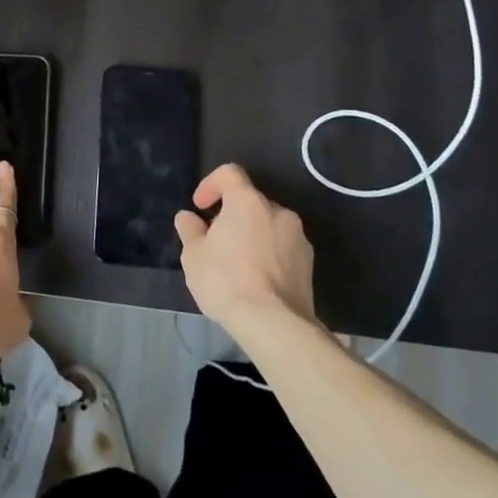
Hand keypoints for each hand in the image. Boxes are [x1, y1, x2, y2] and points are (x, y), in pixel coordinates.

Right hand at [175, 163, 317, 339]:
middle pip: (250, 201)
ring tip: (237, 264)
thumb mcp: (193, 256)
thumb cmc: (227, 280)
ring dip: (252, 235)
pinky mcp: (309, 263)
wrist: (275, 324)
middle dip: (232, 215)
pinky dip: (268, 254)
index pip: (230, 173)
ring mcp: (298, 237)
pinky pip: (282, 248)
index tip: (200, 206)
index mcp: (247, 201)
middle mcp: (277, 211)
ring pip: (268, 225)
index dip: (211, 184)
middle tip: (215, 241)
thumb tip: (188, 218)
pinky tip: (256, 280)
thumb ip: (190, 230)